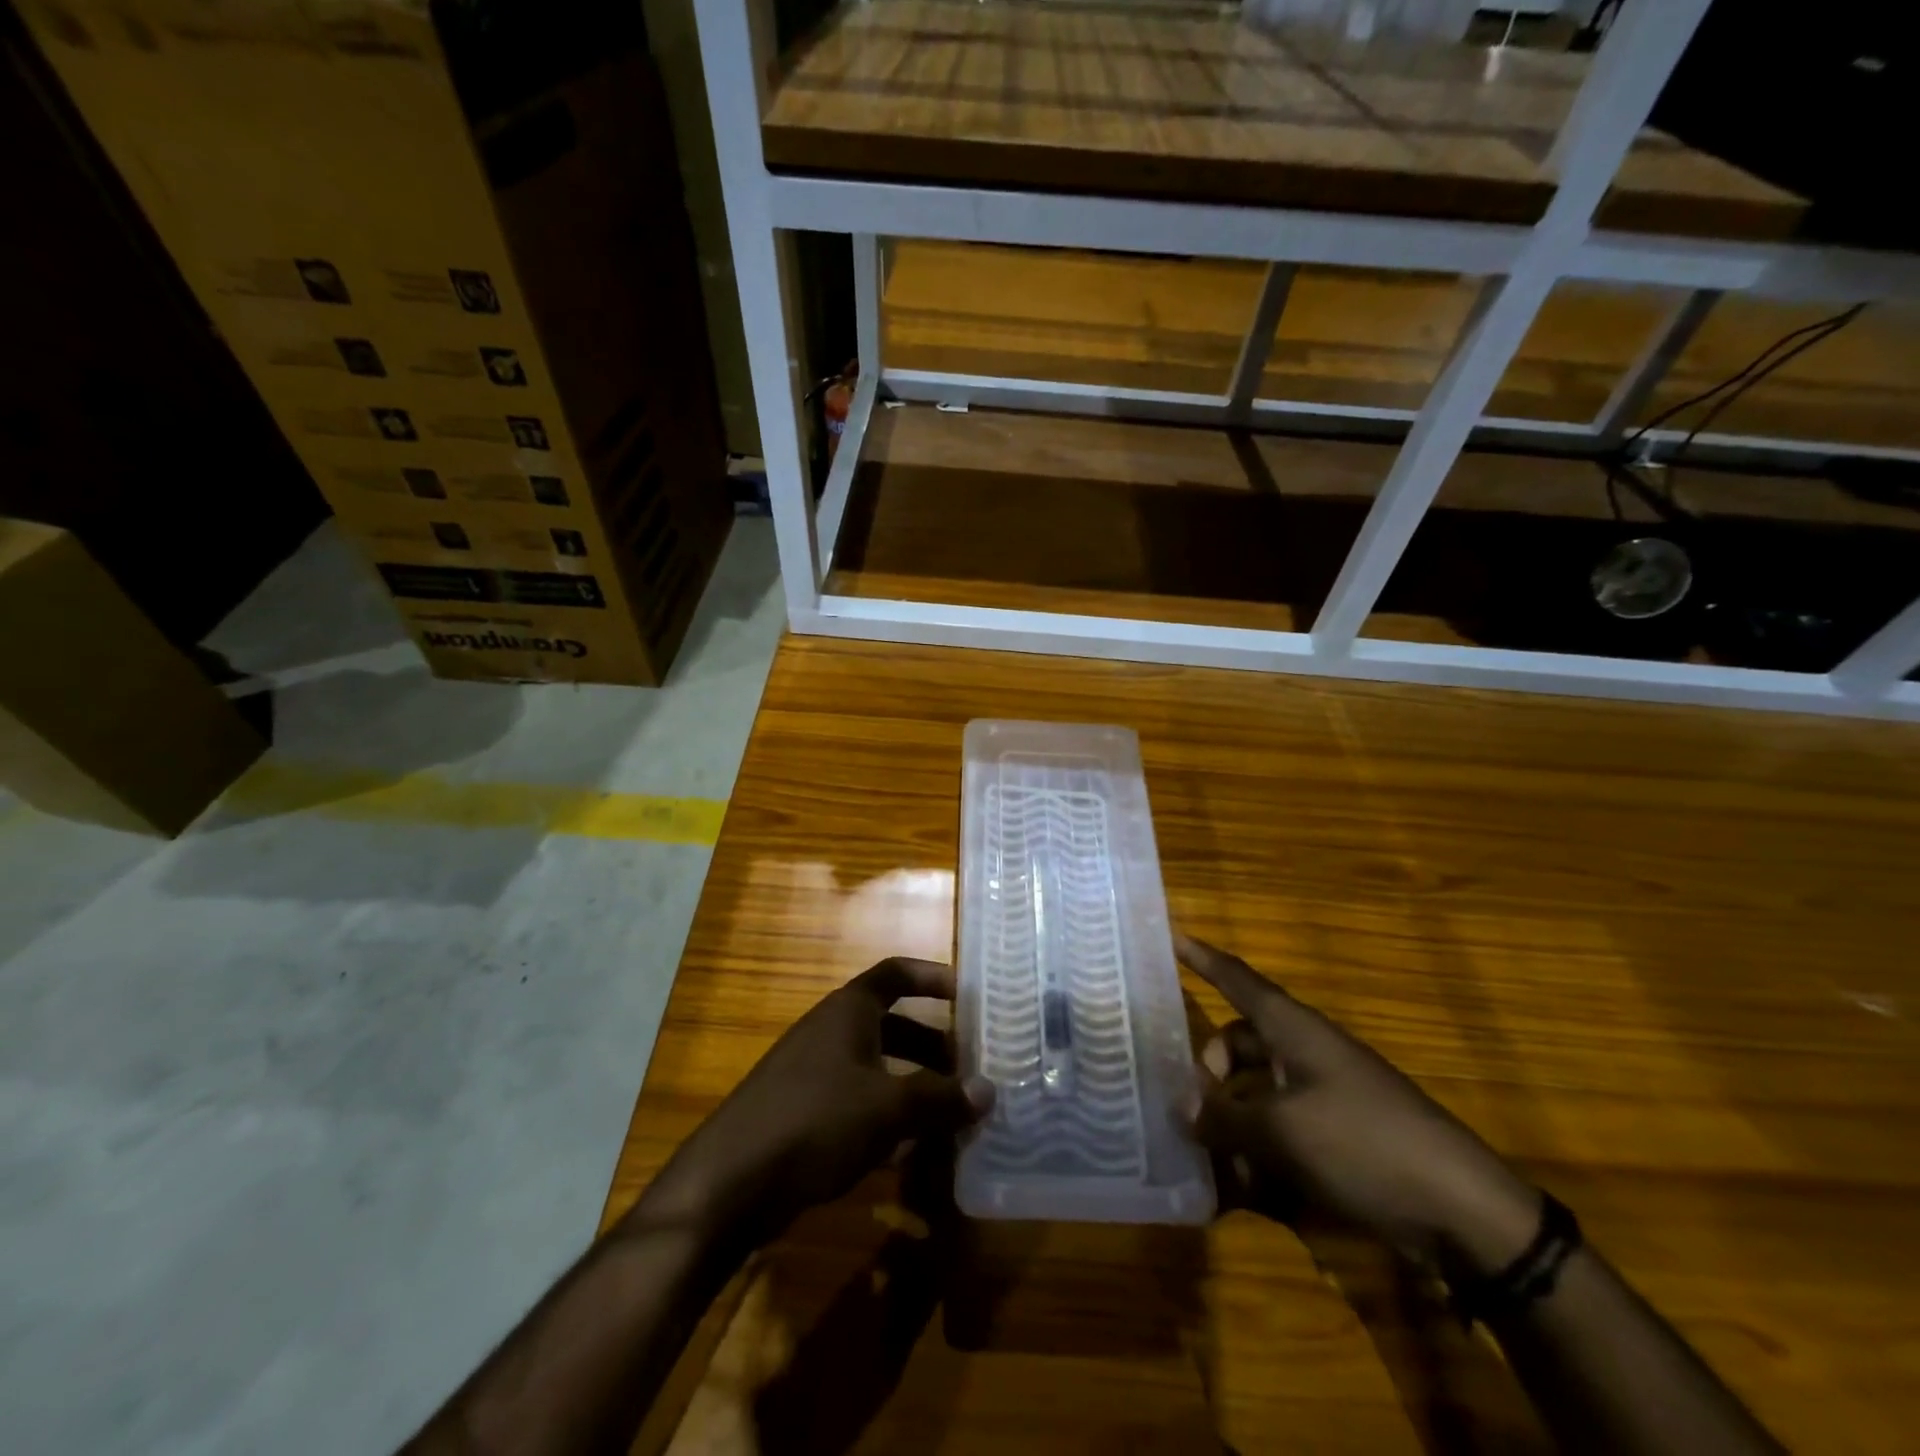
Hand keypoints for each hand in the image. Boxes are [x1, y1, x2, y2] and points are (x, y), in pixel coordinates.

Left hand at [639, 958, 990, 1248]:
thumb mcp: (888, 1109)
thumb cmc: (815, 1122)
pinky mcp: (803, 1112)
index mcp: (849, 1010)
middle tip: (970, 1071)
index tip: (968, 995)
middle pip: (893, 1024)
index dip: (932, 978)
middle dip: (933, 1046)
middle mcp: (831, 1031)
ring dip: (913, 1085)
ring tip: (950, 1113)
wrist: (730, 1182)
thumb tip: (989, 1090)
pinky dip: (887, 1115)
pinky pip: (858, 1100)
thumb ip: (940, 1098)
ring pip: (877, 1066)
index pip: (897, 973)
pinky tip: (910, 1151)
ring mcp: (813, 1072)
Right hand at [1179, 933, 1540, 1276]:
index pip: (1237, 979)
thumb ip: (1224, 1117)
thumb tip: (1182, 1109)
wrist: (1463, 1211)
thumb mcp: (1281, 1131)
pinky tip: (1237, 1192)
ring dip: (1228, 1121)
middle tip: (1185, 1109)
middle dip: (1207, 1072)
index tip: (1170, 936)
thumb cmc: (1364, 1143)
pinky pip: (1280, 1131)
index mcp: (1293, 1029)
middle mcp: (1304, 1053)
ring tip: (1203, 1159)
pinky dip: (1256, 1153)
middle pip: (1238, 1045)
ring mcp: (1323, 1095)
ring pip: (1255, 1093)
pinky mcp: (1338, 1138)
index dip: (1202, 958)